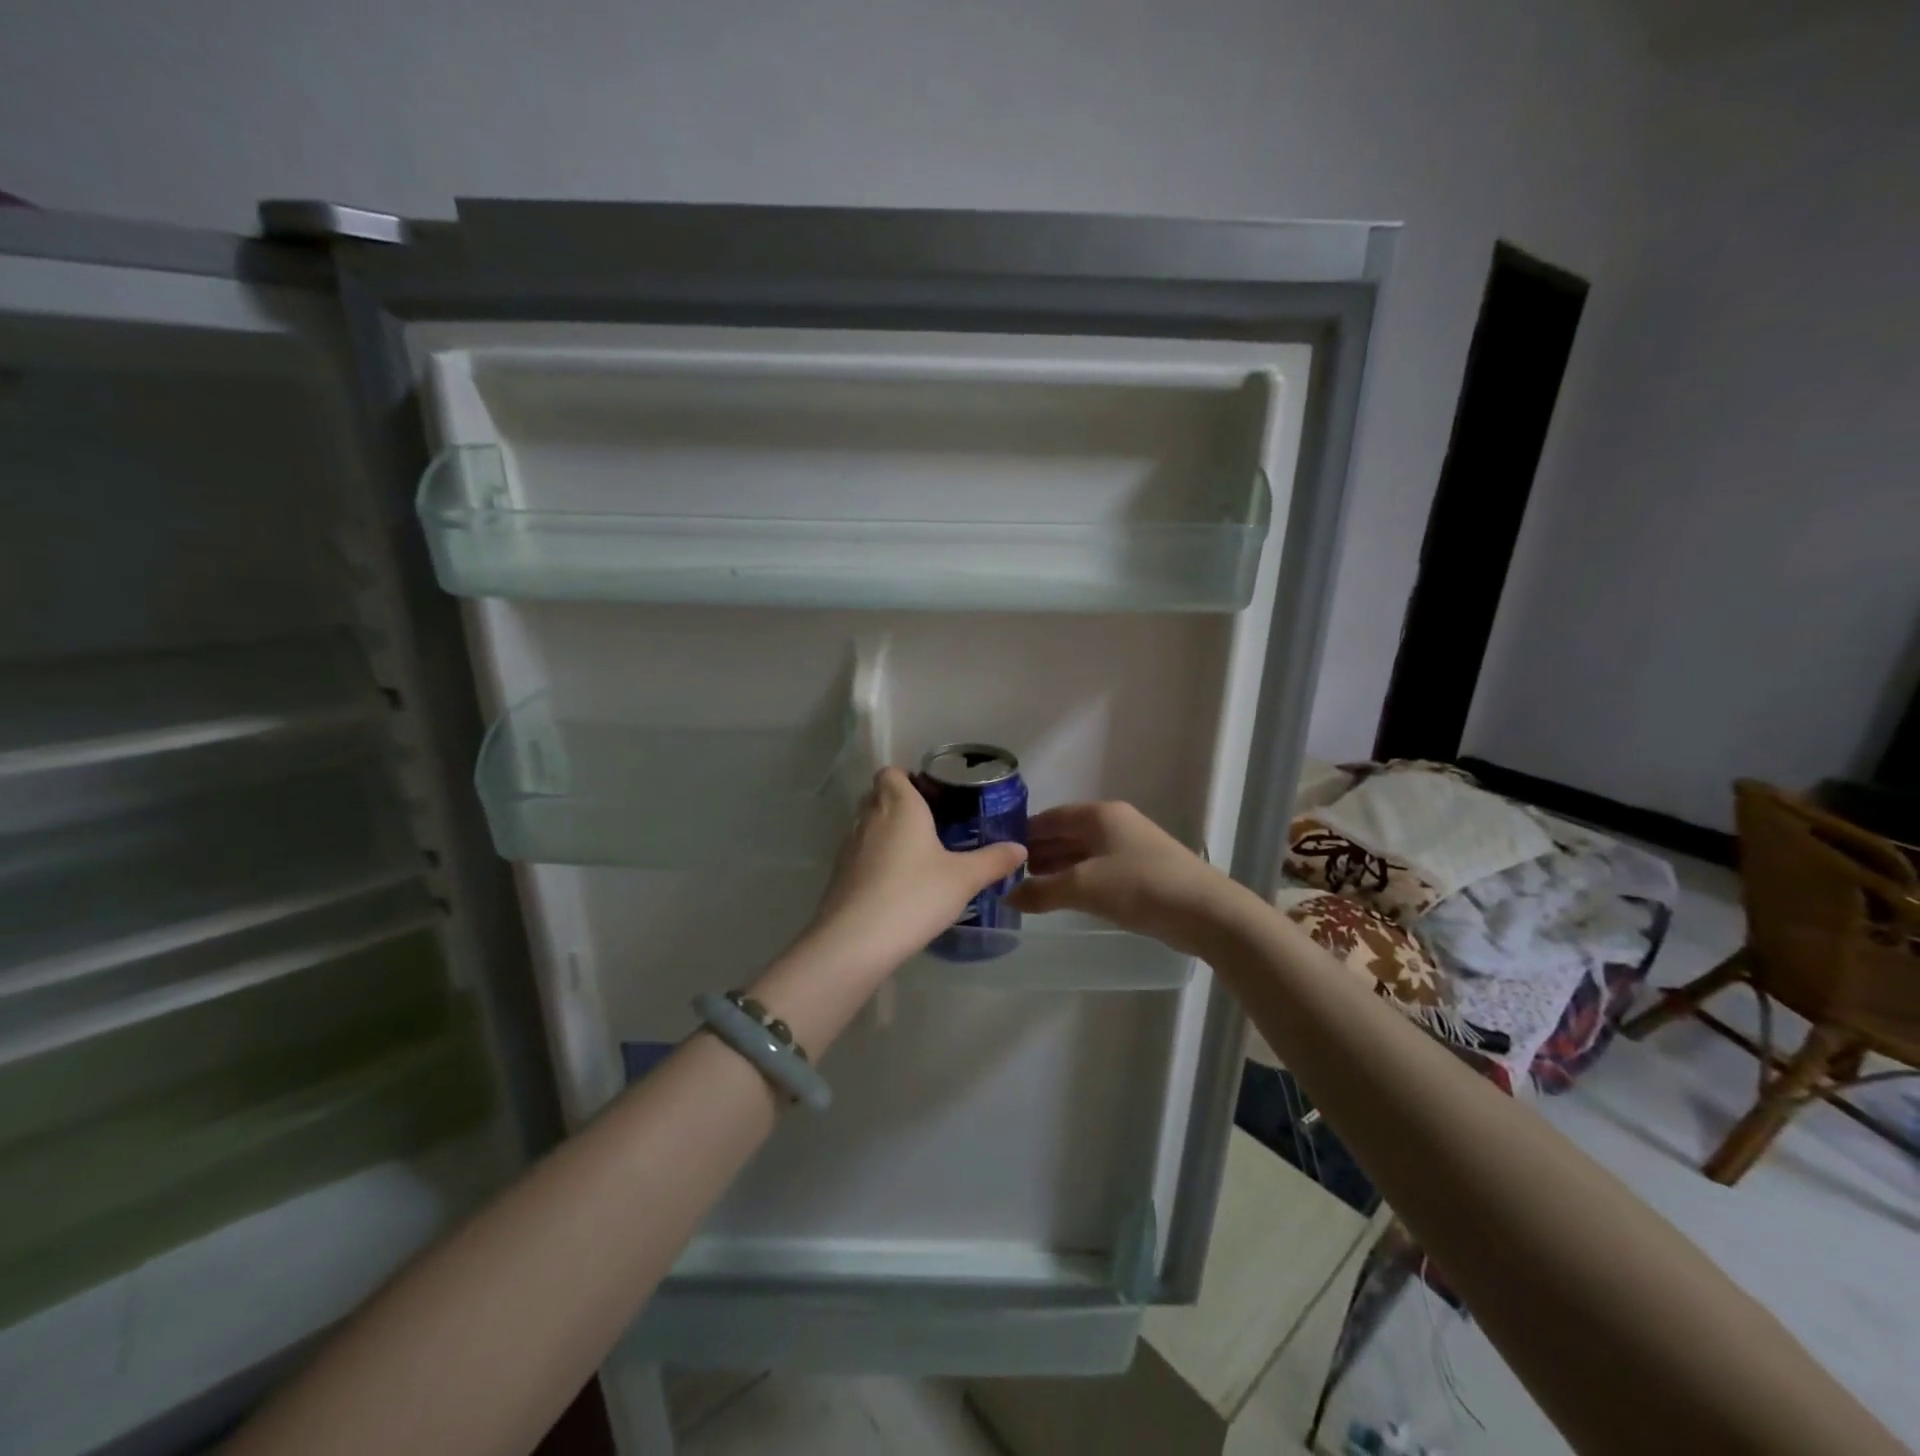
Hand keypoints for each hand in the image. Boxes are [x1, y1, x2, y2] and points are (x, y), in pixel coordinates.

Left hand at [800, 767, 1027, 978]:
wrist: (856, 940)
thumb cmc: (914, 895)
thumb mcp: (963, 879)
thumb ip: (993, 860)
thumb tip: (1020, 848)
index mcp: (899, 806)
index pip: (891, 773)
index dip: (907, 778)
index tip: (931, 795)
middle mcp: (869, 818)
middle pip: (878, 796)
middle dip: (900, 804)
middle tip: (931, 824)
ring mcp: (849, 846)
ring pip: (867, 826)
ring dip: (887, 833)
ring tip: (918, 856)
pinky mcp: (839, 874)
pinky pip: (860, 855)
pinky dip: (876, 860)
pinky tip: (897, 884)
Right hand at [1006, 801, 1248, 956]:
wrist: (1206, 912)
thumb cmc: (1140, 887)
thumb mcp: (1083, 887)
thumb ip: (1041, 891)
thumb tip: (1008, 896)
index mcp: (1099, 815)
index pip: (1050, 817)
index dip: (1023, 833)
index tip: (999, 852)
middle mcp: (1114, 823)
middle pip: (1066, 833)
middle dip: (1039, 851)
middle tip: (1010, 874)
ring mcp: (1131, 846)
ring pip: (1083, 852)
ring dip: (1057, 867)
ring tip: (1031, 887)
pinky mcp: (1143, 870)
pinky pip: (1099, 868)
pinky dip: (1078, 878)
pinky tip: (1065, 896)